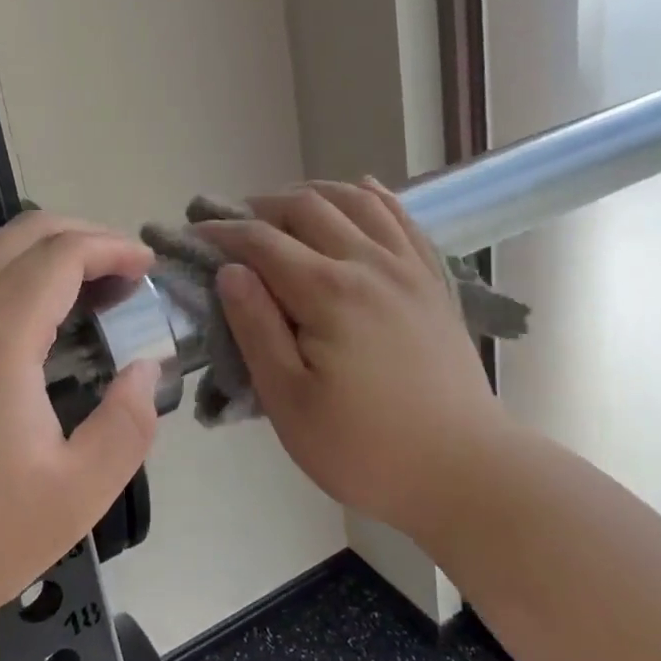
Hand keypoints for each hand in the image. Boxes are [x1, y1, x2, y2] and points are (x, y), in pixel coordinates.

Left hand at [0, 212, 161, 648]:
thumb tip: (144, 368)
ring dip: (37, 247)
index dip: (114, 248)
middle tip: (120, 270)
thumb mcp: (76, 496)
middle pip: (22, 233)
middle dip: (82, 235)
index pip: (63, 253)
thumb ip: (128, 424)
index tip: (146, 267)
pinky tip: (13, 313)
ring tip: (74, 283)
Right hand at [195, 180, 508, 539]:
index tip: (196, 235)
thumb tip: (231, 272)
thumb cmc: (365, 448)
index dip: (224, 233)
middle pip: (308, 208)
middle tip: (235, 224)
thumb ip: (257, 330)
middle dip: (263, 207)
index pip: (263, 242)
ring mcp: (408, 267)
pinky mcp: (433, 280)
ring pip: (357, 201)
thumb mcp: (290, 403)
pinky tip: (361, 191)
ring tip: (287, 205)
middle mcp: (369, 263)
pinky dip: (374, 197)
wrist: (464, 469)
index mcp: (329, 293)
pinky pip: (402, 219)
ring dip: (314, 193)